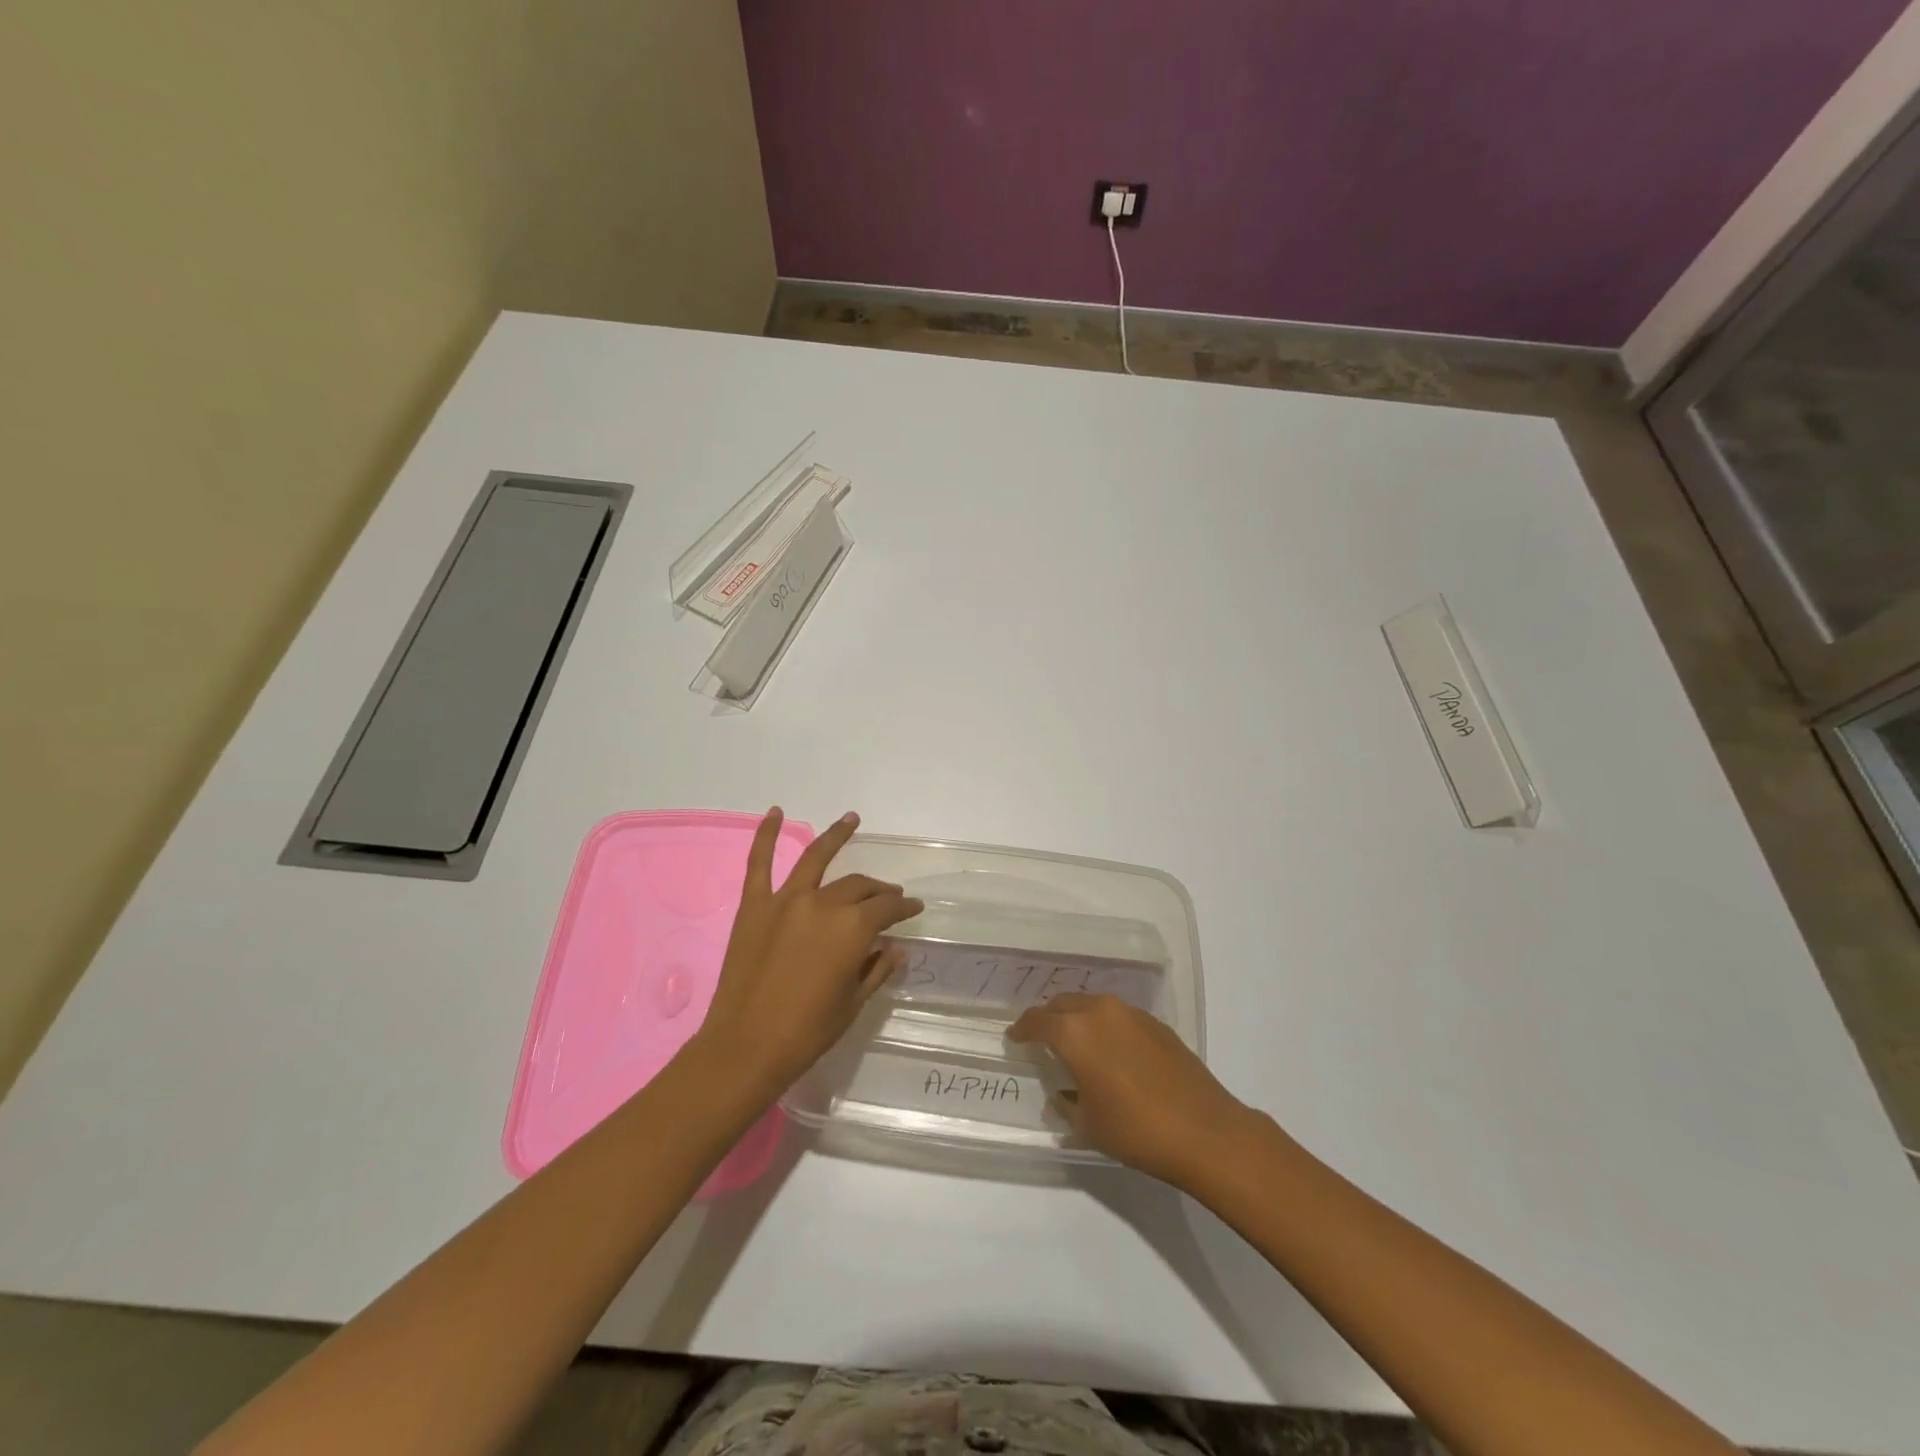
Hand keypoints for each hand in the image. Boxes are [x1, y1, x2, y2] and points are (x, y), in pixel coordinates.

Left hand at [693, 808, 922, 1100]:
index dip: (903, 908)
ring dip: (836, 836)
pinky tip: (776, 812)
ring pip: (816, 859)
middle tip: (888, 896)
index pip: (886, 909)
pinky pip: (759, 863)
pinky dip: (766, 835)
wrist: (746, 1048)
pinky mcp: (754, 906)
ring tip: (851, 819)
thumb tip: (894, 948)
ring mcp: (785, 901)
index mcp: (852, 929)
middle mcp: (823, 904)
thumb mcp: (853, 1002)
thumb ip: (877, 969)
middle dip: (878, 890)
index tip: (913, 909)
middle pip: (858, 886)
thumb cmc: (808, 1031)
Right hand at [1008, 993, 1260, 1188]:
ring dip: (1079, 1020)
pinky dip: (1106, 1027)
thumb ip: (1066, 1104)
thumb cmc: (1136, 1129)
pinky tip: (1113, 1054)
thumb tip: (1061, 1096)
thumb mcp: (1088, 1124)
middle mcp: (1100, 1012)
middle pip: (1064, 1004)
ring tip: (1078, 1045)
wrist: (1204, 1130)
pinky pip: (1119, 1017)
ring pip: (1093, 1005)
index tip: (1015, 1038)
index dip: (1022, 1029)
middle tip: (1043, 1040)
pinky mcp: (1157, 1024)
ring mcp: (1132, 1014)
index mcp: (1075, 1033)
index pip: (1037, 1021)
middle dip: (1050, 1018)